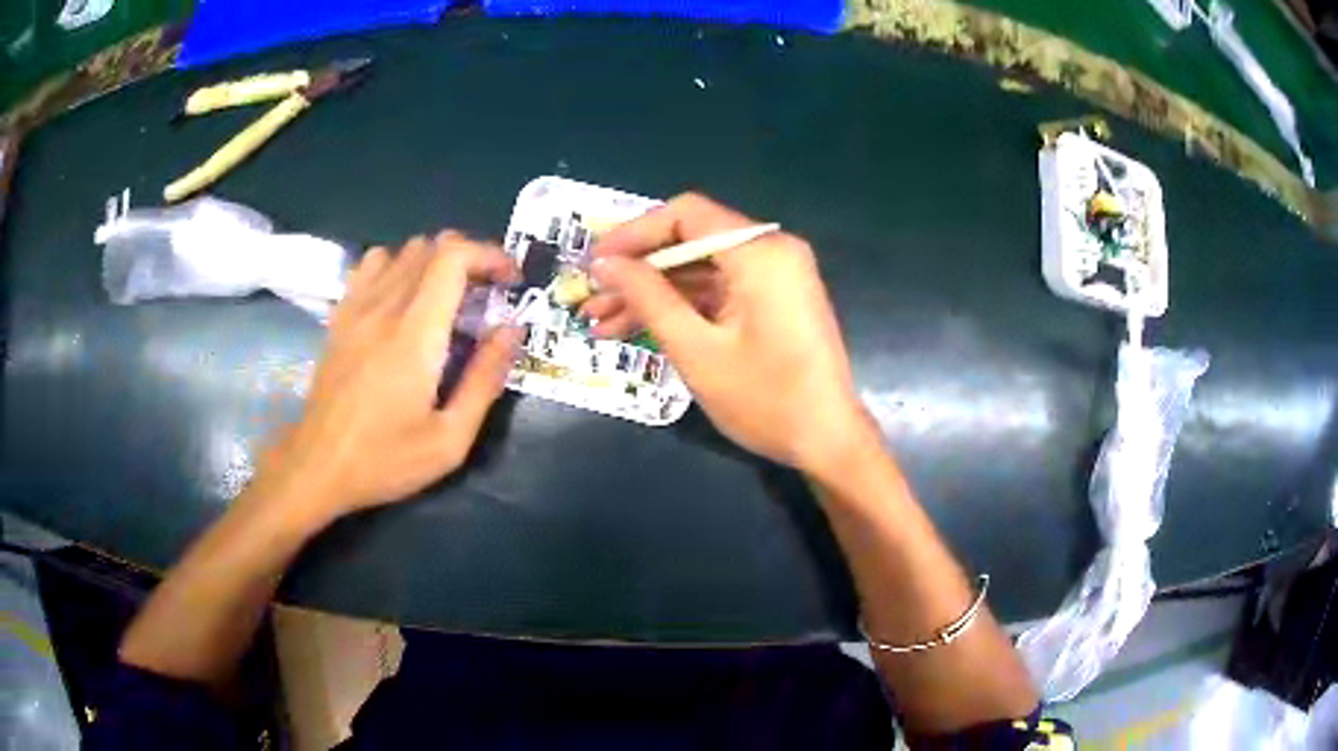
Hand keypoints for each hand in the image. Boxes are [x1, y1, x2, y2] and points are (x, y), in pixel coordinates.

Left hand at [260, 232, 521, 525]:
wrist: (317, 467)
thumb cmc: (385, 460)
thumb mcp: (449, 439)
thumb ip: (484, 379)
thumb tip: (511, 329)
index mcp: (415, 334)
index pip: (454, 256)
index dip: (490, 254)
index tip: (511, 281)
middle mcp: (385, 307)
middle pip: (432, 246)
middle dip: (470, 260)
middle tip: (486, 296)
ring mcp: (357, 307)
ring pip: (403, 250)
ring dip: (435, 262)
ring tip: (447, 298)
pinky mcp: (340, 316)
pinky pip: (371, 265)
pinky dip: (398, 267)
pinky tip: (403, 300)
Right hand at [582, 193, 874, 474]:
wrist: (827, 440)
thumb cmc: (765, 399)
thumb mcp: (696, 350)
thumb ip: (648, 298)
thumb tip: (604, 264)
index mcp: (760, 252)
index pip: (685, 215)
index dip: (633, 234)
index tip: (593, 261)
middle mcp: (771, 250)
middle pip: (690, 241)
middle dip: (636, 272)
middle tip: (590, 297)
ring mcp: (774, 275)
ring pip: (699, 270)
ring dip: (652, 294)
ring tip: (600, 322)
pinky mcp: (773, 299)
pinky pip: (718, 290)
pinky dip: (681, 307)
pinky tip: (636, 329)